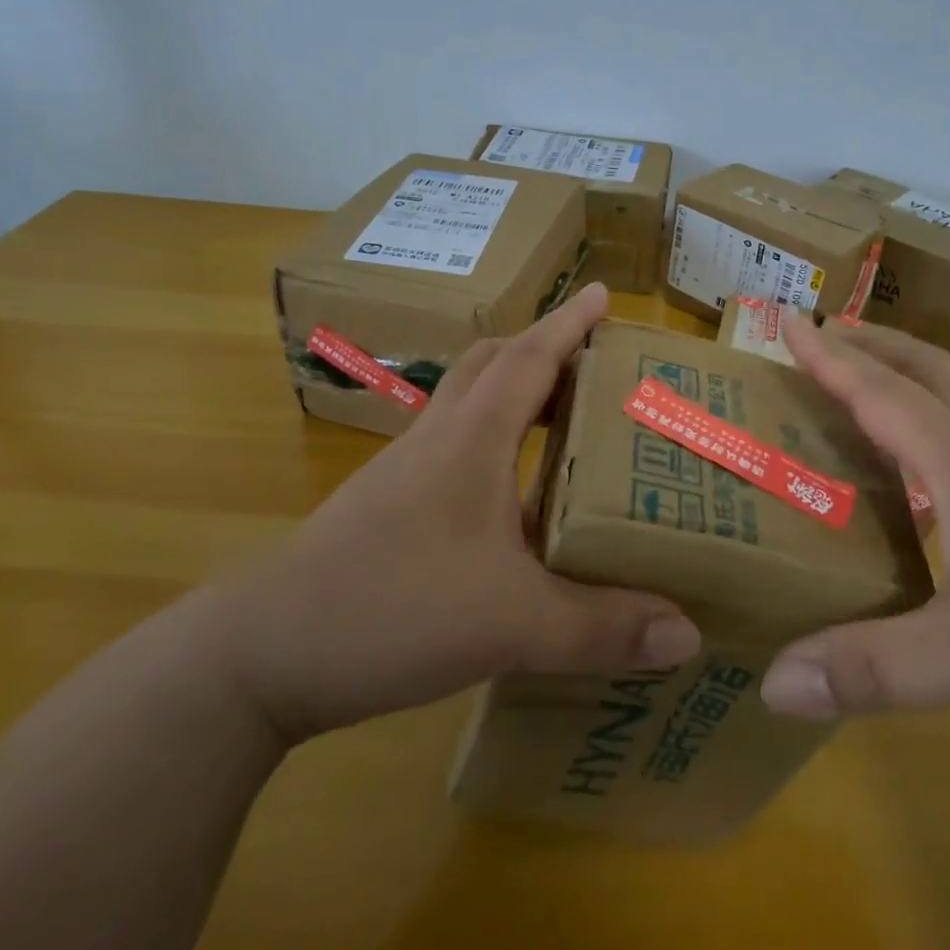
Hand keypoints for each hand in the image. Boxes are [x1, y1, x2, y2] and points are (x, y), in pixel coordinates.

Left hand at [218, 283, 700, 744]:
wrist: (260, 655)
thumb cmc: (391, 609)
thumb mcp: (512, 624)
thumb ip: (601, 627)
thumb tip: (689, 633)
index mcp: (471, 440)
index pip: (528, 359)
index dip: (568, 324)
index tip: (602, 294)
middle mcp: (438, 440)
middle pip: (491, 365)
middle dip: (543, 348)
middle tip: (592, 359)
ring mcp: (405, 472)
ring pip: (466, 403)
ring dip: (514, 391)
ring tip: (562, 414)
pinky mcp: (388, 506)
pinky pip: (451, 447)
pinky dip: (491, 442)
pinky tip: (511, 492)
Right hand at [760, 319, 949, 752]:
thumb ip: (870, 669)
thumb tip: (772, 683)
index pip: (882, 393)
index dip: (830, 358)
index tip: (790, 321)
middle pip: (928, 372)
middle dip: (873, 345)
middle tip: (826, 336)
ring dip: (910, 380)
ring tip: (869, 392)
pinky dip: (942, 426)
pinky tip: (935, 477)